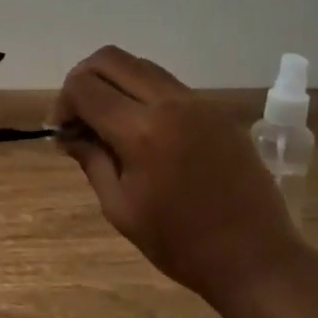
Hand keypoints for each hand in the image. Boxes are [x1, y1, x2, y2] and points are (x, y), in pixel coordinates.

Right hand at [51, 45, 305, 309]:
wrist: (255, 258)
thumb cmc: (179, 243)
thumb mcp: (120, 207)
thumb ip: (91, 160)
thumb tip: (67, 134)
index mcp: (141, 131)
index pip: (84, 87)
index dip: (62, 103)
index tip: (62, 132)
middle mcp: (170, 103)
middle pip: (111, 59)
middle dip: (83, 80)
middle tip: (79, 116)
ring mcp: (198, 103)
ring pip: (141, 66)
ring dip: (114, 82)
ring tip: (108, 121)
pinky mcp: (216, 111)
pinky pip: (168, 85)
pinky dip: (143, 93)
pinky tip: (142, 130)